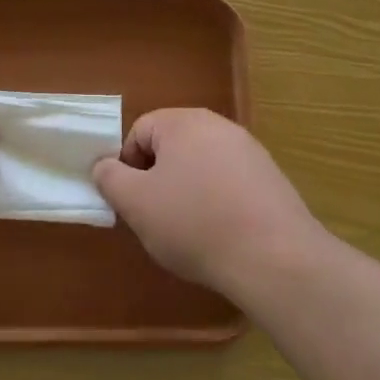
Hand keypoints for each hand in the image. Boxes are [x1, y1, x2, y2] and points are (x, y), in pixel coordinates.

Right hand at [92, 108, 320, 291]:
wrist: (274, 257)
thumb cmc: (194, 223)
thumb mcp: (136, 203)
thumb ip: (110, 178)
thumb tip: (105, 165)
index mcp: (183, 122)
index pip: (139, 131)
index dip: (127, 166)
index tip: (132, 201)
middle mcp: (219, 126)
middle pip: (172, 147)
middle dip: (157, 179)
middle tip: (155, 217)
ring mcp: (250, 151)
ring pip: (201, 166)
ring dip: (187, 192)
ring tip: (189, 231)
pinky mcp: (271, 178)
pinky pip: (229, 183)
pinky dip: (217, 203)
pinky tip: (221, 234)